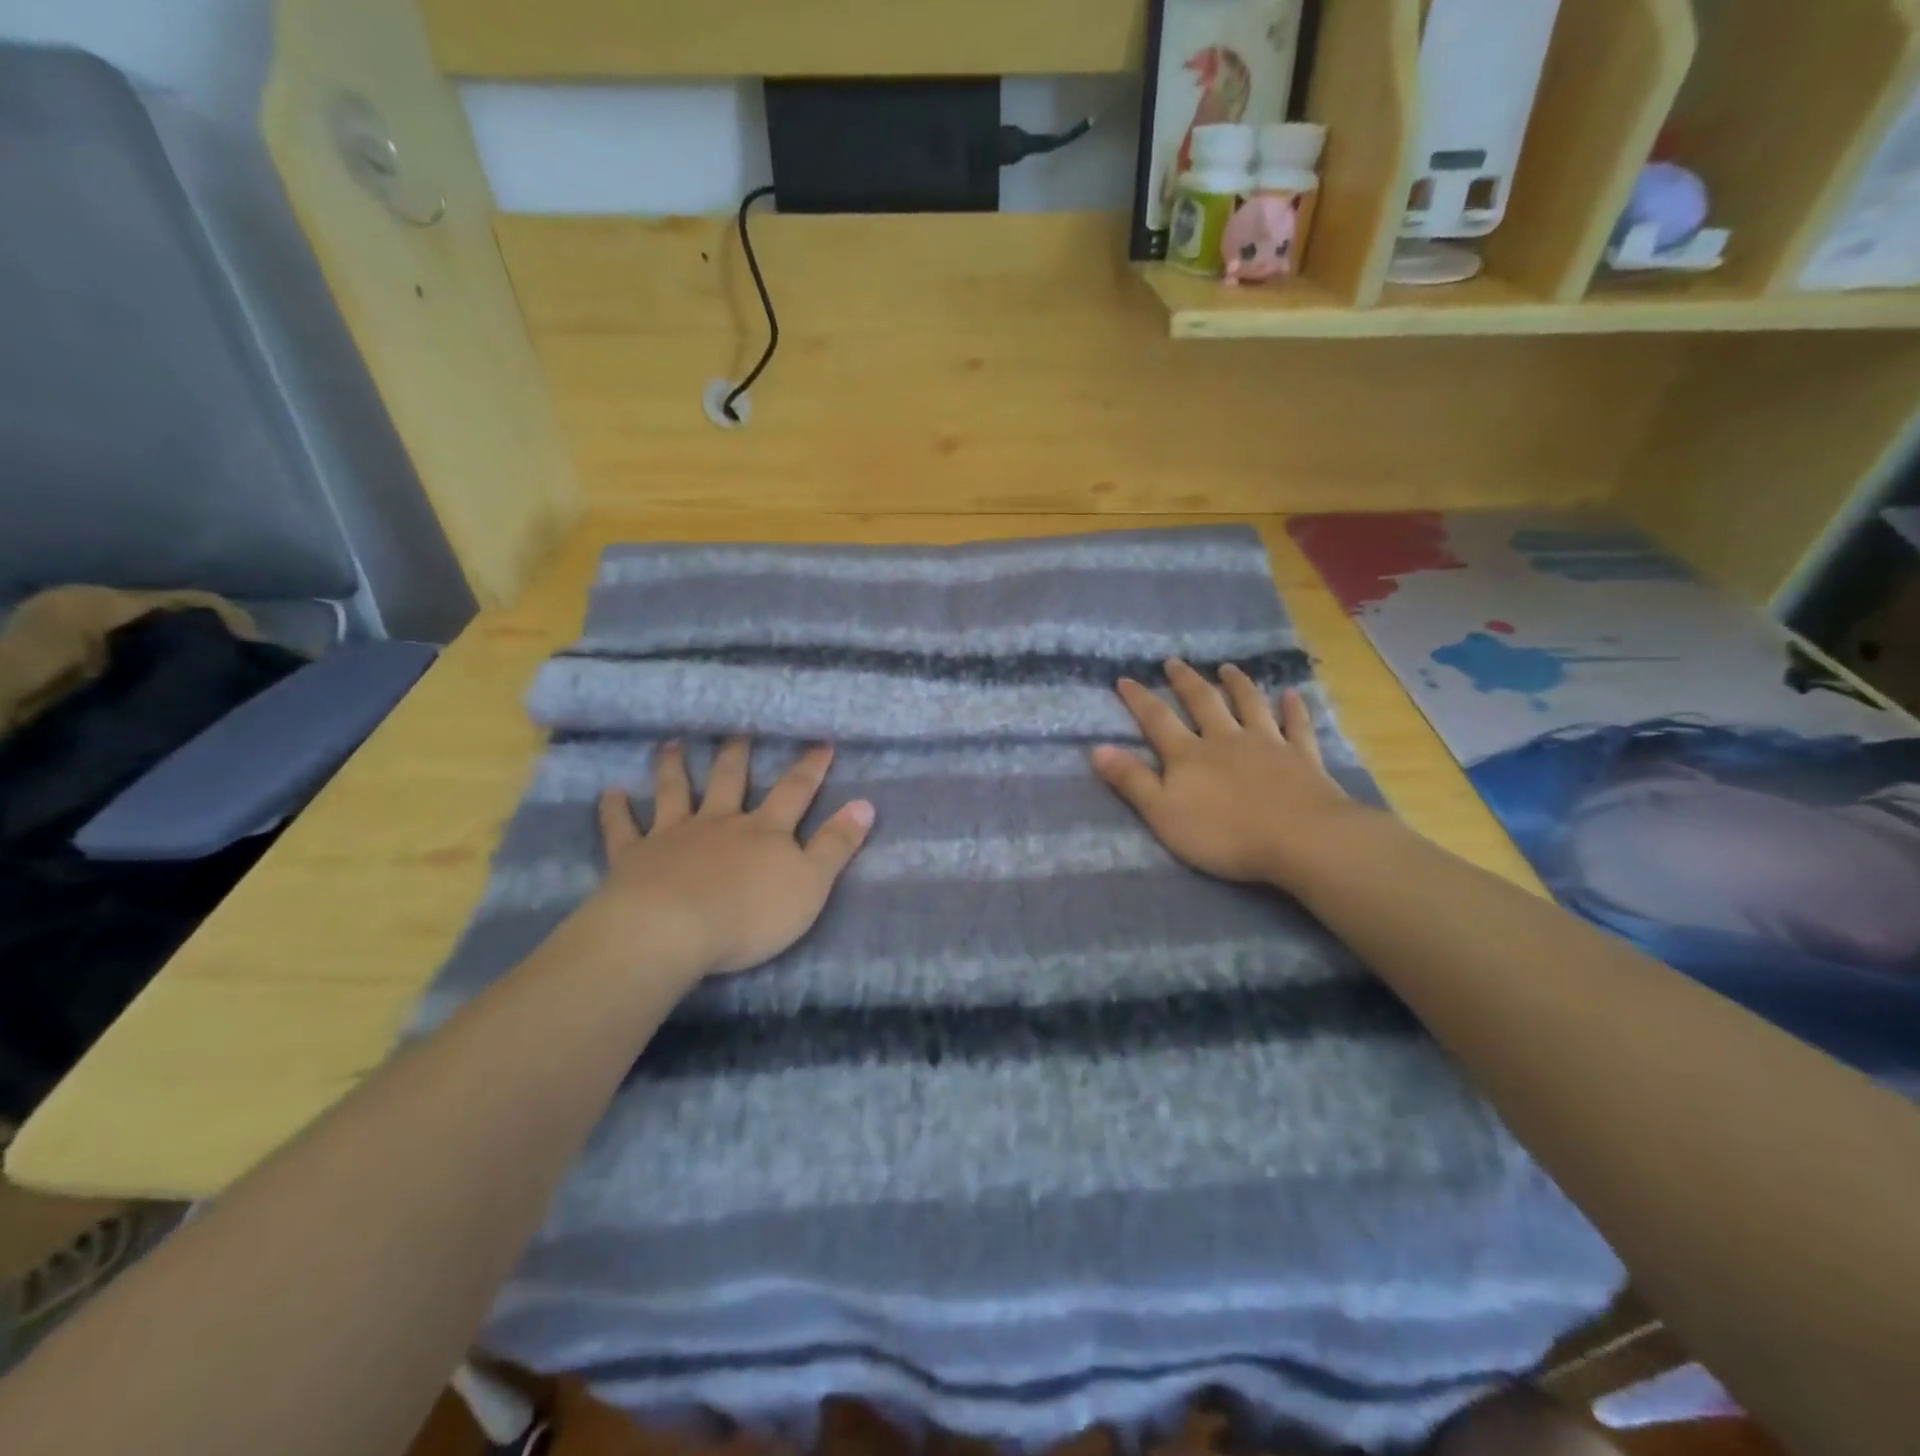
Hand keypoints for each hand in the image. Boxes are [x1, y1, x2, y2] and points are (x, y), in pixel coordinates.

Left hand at [579, 739, 874, 983]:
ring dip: (675, 767)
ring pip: (675, 792)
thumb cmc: (750, 914)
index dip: (810, 767)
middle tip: (738, 730)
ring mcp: (674, 835)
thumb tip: (866, 804)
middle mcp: (720, 823)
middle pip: (730, 780)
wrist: (672, 930)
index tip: (821, 742)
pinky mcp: (634, 857)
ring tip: (674, 743)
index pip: (795, 791)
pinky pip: (622, 828)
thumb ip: (837, 845)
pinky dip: (616, 809)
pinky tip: (610, 792)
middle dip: (738, 755)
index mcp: (764, 831)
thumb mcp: (811, 884)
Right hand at [1092, 660, 1371, 889]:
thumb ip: (1132, 781)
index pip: (1157, 720)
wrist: (1299, 839)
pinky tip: (1292, 695)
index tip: (1125, 679)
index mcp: (1189, 755)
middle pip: (1204, 703)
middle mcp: (1225, 740)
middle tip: (1175, 662)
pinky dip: (1294, 710)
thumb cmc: (1224, 833)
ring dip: (1238, 685)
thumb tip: (1097, 748)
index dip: (1139, 699)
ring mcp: (1267, 745)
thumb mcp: (1163, 813)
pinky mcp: (1302, 758)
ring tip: (1228, 668)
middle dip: (1186, 682)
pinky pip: (1297, 727)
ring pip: (1250, 706)